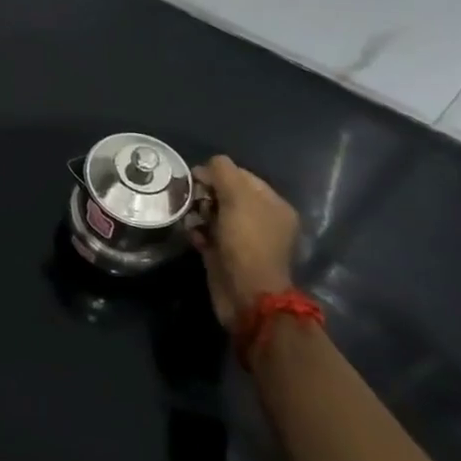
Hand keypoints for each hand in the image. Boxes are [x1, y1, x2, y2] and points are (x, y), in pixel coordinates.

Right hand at [190, 155, 299, 333]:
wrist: (246, 295)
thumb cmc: (246, 241)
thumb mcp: (237, 197)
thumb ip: (223, 172)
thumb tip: (208, 165)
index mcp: (273, 204)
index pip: (242, 176)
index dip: (218, 173)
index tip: (195, 177)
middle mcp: (261, 221)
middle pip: (227, 195)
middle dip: (206, 193)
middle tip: (190, 198)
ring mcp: (244, 240)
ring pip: (215, 215)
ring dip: (199, 212)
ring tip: (188, 216)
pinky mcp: (226, 256)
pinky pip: (209, 235)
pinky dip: (198, 231)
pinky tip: (191, 233)